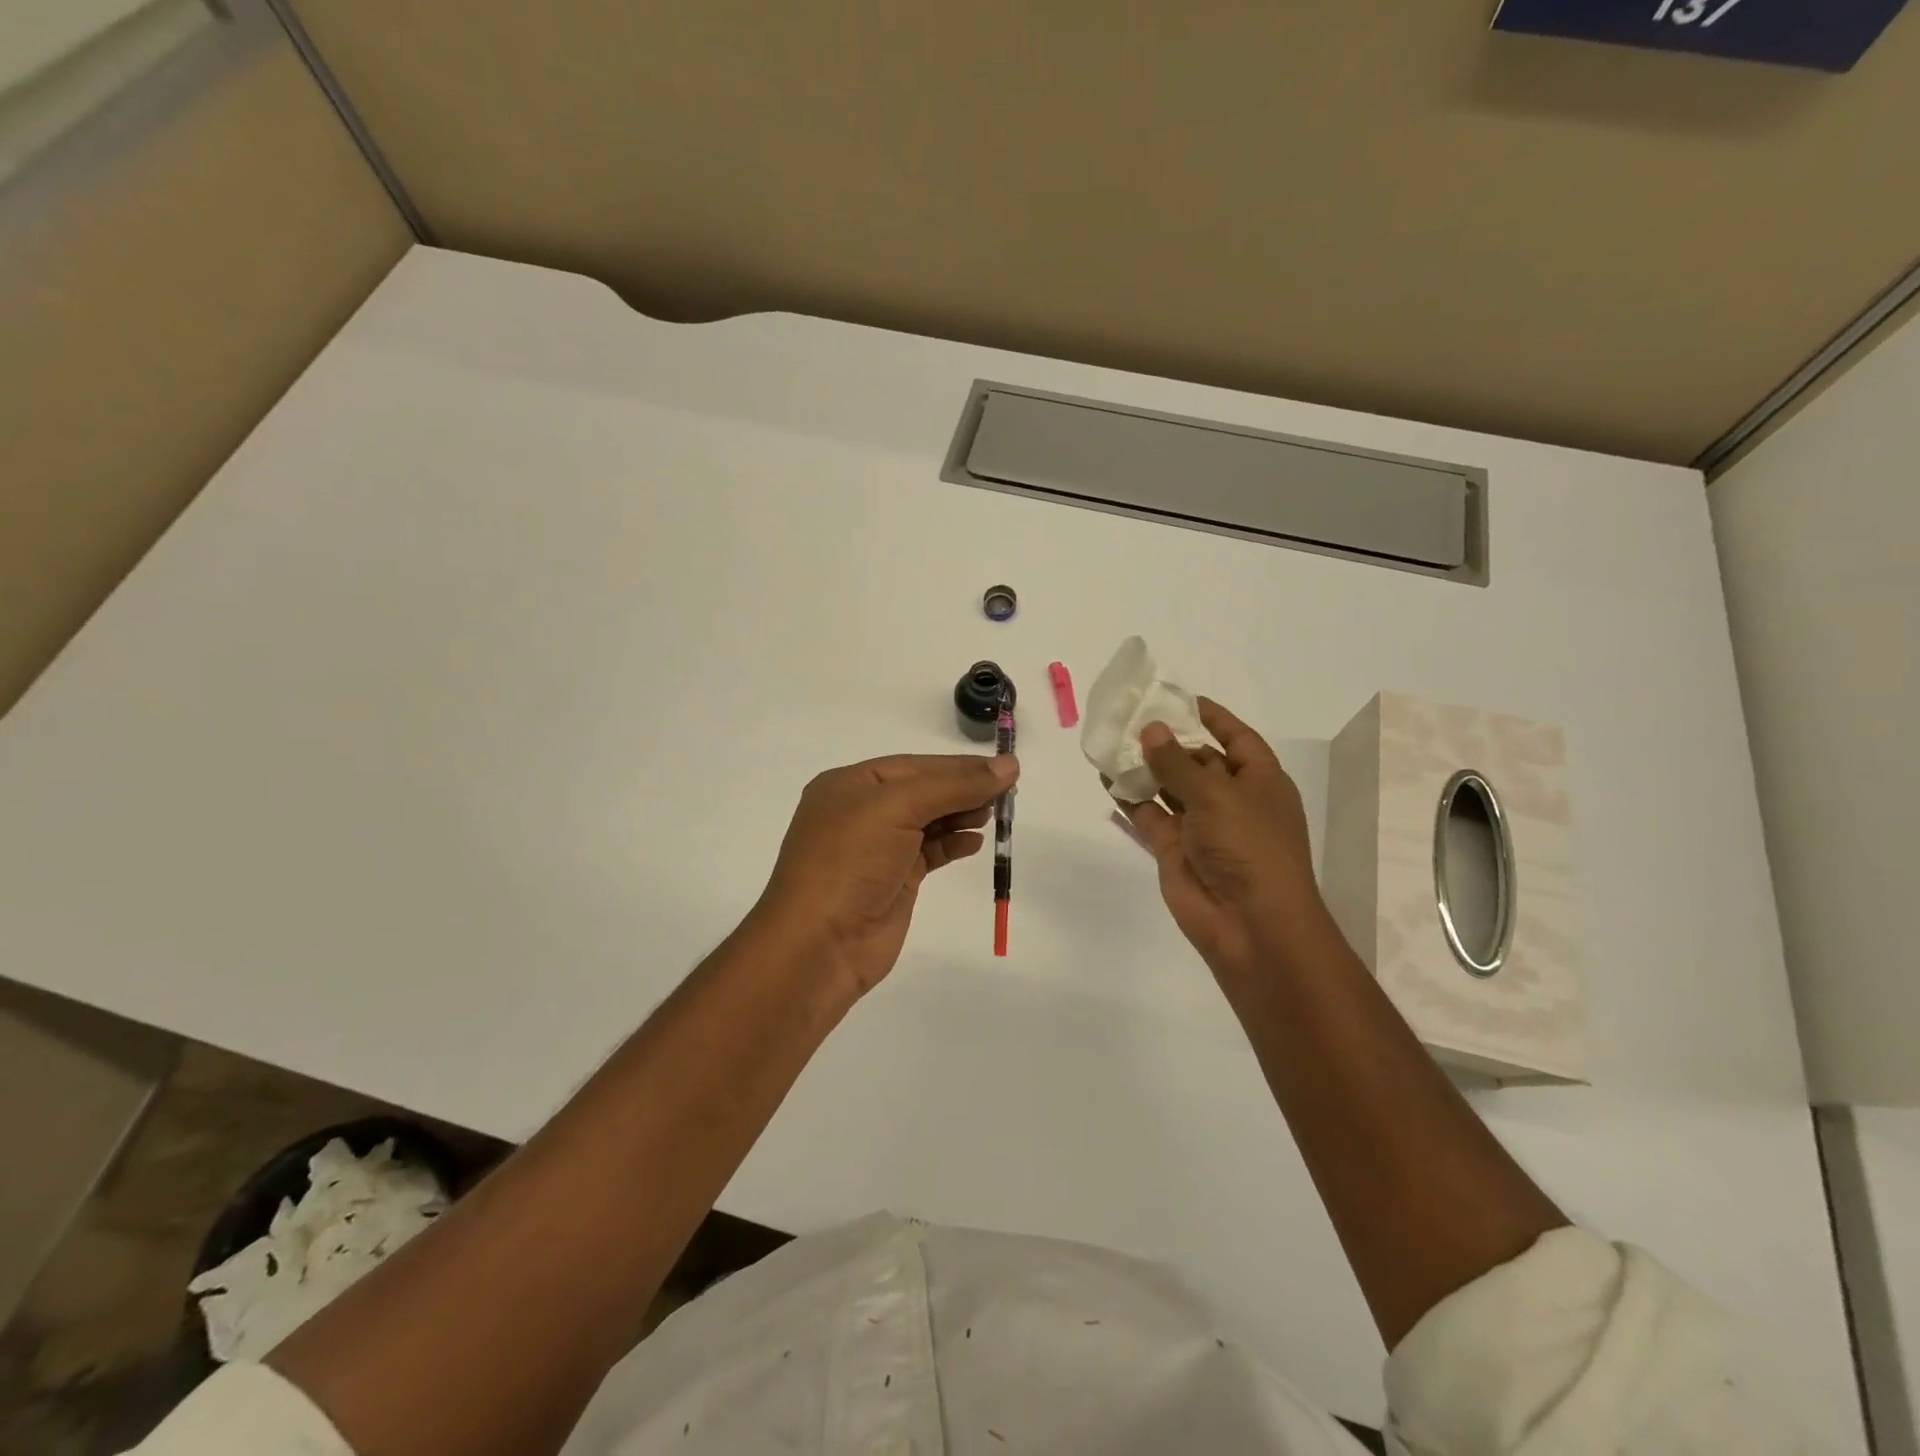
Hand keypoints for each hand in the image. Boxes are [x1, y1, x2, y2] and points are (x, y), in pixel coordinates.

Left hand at [755, 752, 1017, 998]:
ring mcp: (877, 848)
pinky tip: (975, 841)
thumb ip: (954, 785)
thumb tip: (1009, 765)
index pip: (915, 765)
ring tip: (995, 814)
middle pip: (923, 791)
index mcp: (850, 785)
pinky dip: (953, 844)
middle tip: (1007, 792)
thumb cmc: (850, 862)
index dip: (959, 765)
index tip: (1004, 767)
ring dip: (961, 814)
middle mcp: (861, 812)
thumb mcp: (898, 808)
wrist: (819, 945)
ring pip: (928, 821)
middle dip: (963, 789)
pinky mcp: (893, 880)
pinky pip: (930, 852)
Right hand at [1120, 698, 1330, 983]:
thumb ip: (1177, 762)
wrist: (1250, 924)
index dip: (1212, 717)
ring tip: (1112, 742)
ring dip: (1145, 767)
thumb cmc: (1249, 847)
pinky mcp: (1175, 849)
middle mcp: (1232, 799)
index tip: (1178, 699)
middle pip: (1198, 760)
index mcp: (1260, 781)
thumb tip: (1150, 729)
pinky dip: (1130, 798)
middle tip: (1130, 717)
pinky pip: (1149, 815)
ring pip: (1169, 787)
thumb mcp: (1216, 795)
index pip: (1237, 738)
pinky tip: (1106, 777)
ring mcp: (1202, 826)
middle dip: (1168, 740)